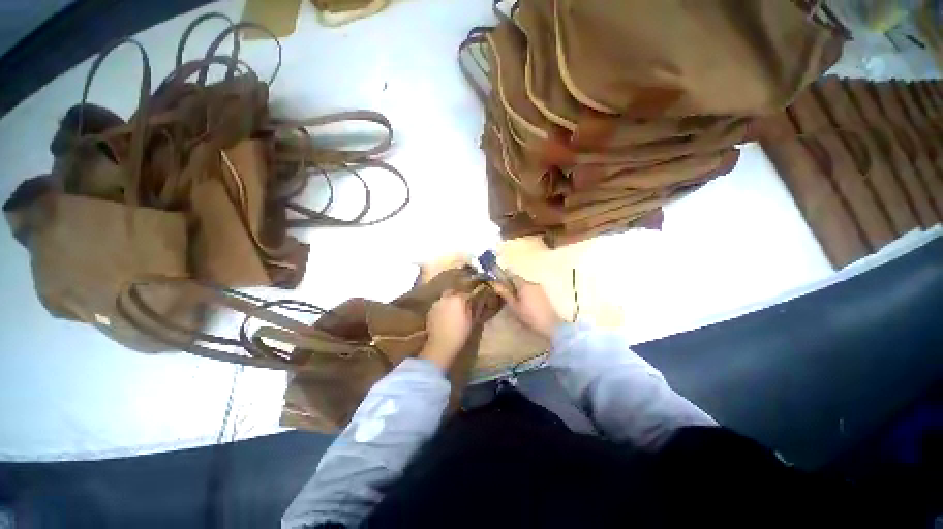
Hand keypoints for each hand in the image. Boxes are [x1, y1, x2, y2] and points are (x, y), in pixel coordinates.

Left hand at [419, 290, 472, 371]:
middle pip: (452, 292)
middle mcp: (445, 298)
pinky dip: (441, 309)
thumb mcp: (471, 321)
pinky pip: (438, 306)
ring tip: (451, 312)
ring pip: (444, 299)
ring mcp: (436, 304)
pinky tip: (444, 317)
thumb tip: (472, 303)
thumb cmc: (460, 333)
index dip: (469, 298)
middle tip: (460, 305)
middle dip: (456, 297)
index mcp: (457, 299)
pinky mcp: (429, 311)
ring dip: (448, 302)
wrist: (441, 344)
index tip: (471, 302)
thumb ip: (471, 308)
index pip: (465, 294)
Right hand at [493, 276, 563, 339]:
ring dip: (521, 291)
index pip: (512, 275)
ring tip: (517, 303)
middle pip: (519, 281)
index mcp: (524, 284)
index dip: (505, 278)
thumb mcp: (514, 306)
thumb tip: (495, 283)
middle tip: (508, 297)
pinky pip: (532, 290)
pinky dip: (527, 294)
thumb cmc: (530, 316)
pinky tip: (526, 305)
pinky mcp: (544, 294)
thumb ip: (505, 293)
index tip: (500, 284)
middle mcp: (532, 283)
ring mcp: (540, 288)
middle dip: (513, 286)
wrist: (550, 325)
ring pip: (526, 286)